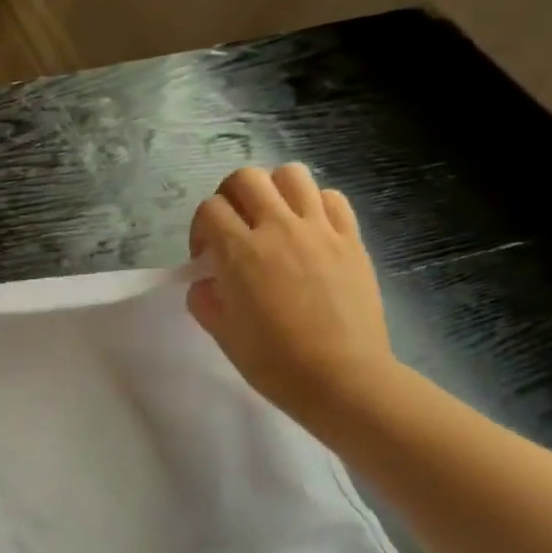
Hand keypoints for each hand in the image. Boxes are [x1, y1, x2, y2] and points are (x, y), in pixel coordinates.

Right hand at [187, 164, 397, 426]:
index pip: (209, 210)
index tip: (205, 258)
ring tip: (272, 220)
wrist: (340, 377)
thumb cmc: (273, 361)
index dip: (200, 229)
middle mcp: (279, 229)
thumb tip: (207, 282)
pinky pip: (331, 198)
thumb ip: (205, 298)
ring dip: (273, 190)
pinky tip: (308, 230)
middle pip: (246, 178)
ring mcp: (320, 230)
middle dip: (230, 197)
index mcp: (240, 253)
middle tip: (233, 228)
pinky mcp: (351, 239)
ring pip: (292, 175)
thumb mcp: (222, 333)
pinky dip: (313, 204)